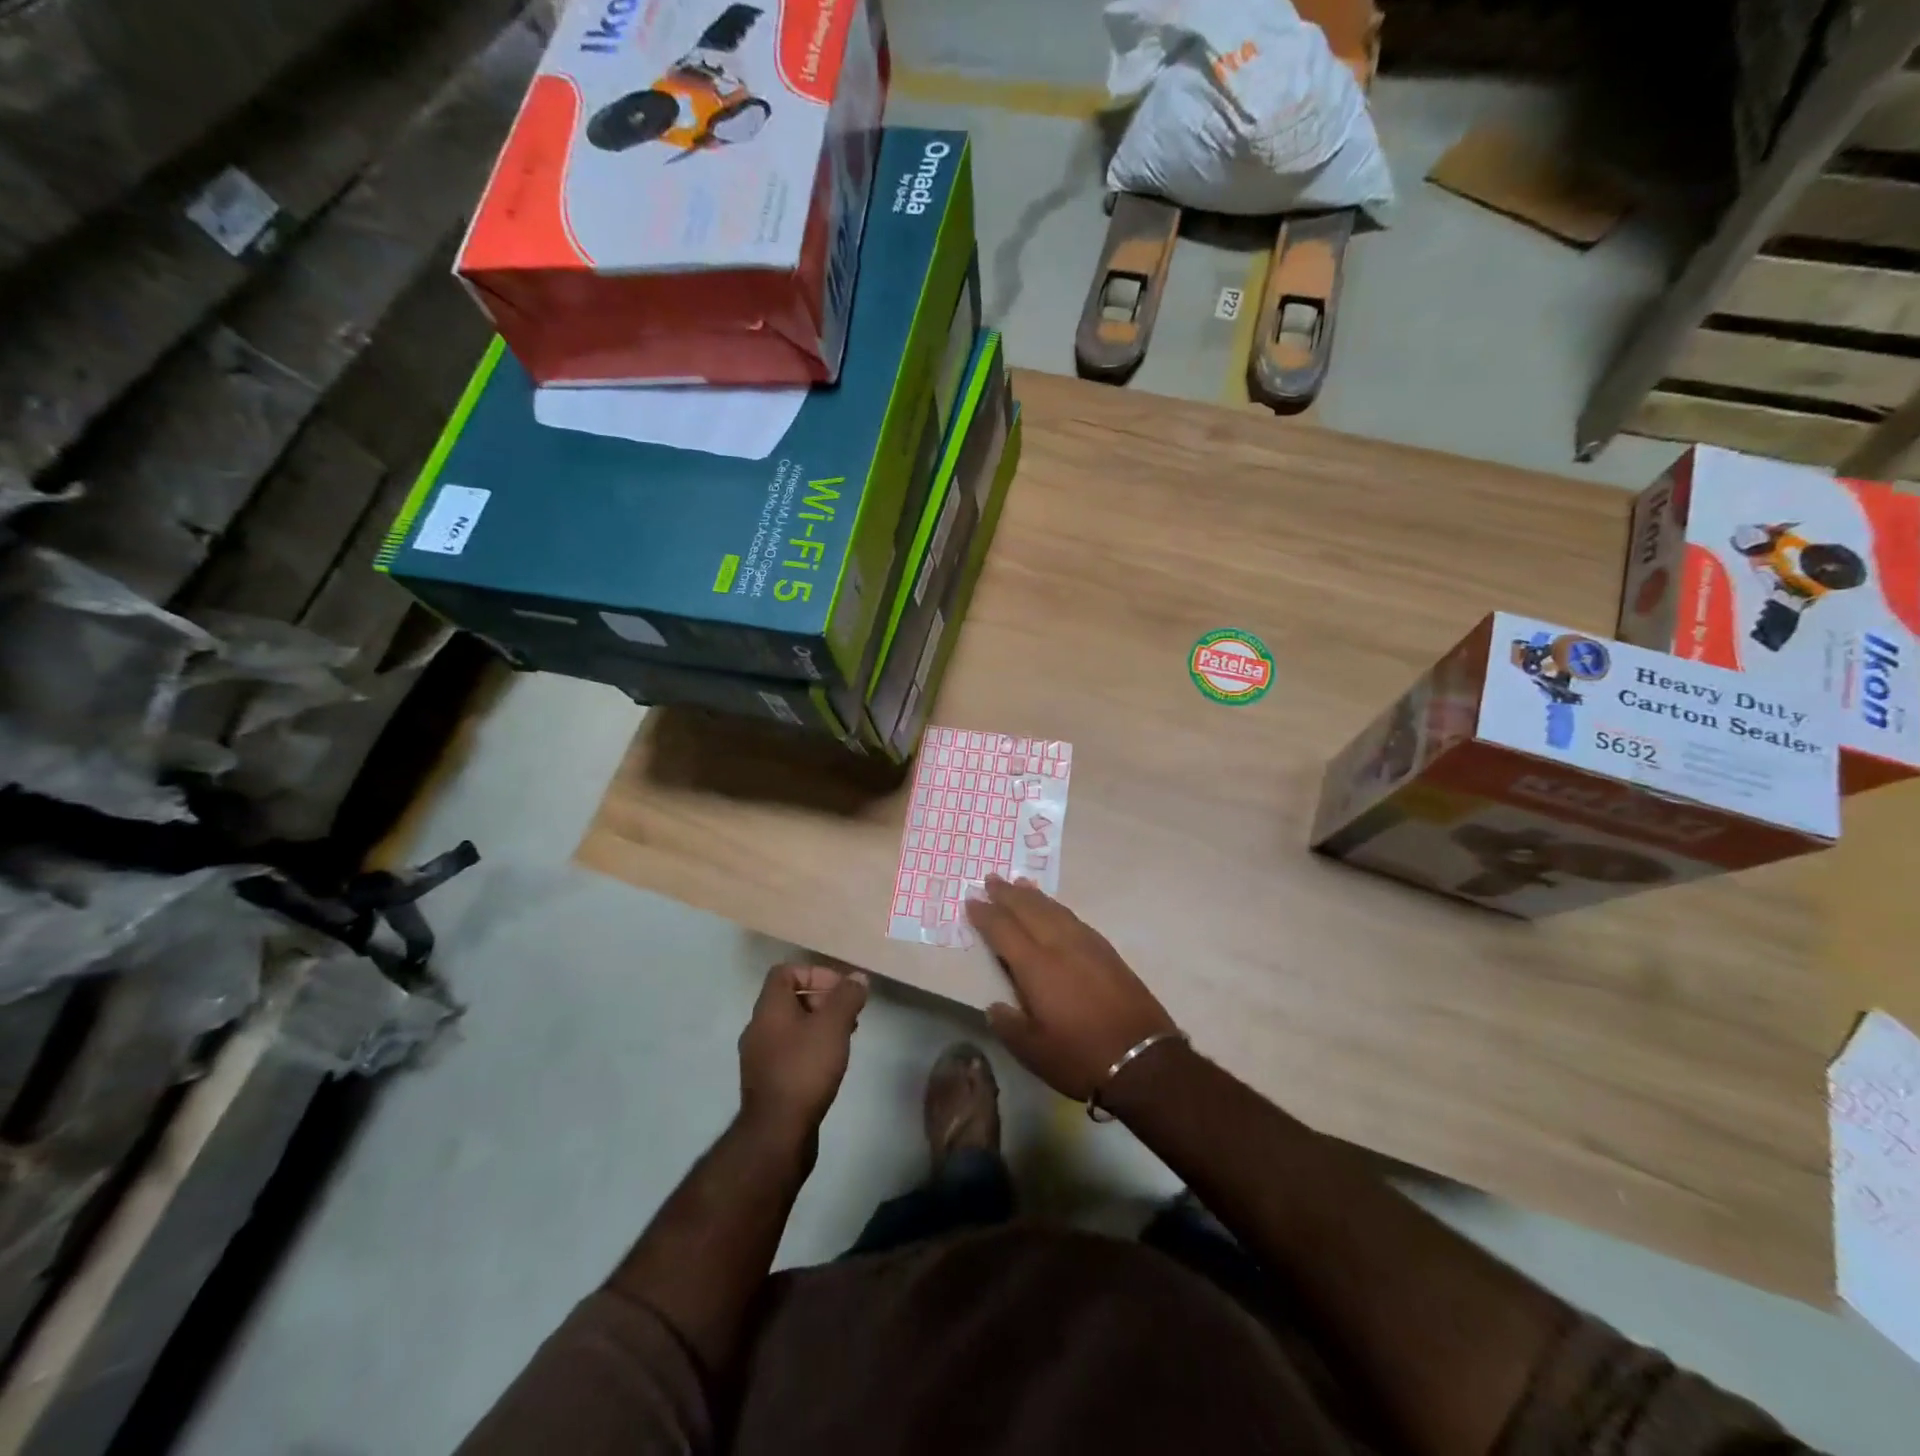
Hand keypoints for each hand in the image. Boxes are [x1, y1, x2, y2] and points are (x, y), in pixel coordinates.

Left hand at [738, 963, 868, 1140]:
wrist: (777, 1133)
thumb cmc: (804, 1069)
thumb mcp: (833, 1026)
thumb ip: (847, 997)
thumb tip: (858, 978)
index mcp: (769, 1009)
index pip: (785, 972)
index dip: (815, 973)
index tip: (841, 989)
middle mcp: (758, 1028)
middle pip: (789, 999)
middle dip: (822, 999)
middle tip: (848, 1013)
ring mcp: (760, 1058)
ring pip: (791, 1027)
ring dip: (819, 1025)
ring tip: (845, 1037)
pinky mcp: (767, 1082)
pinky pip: (790, 1051)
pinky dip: (811, 1048)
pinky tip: (830, 1063)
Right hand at [965, 876, 1178, 1101]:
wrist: (1143, 1059)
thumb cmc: (1081, 1057)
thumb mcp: (1034, 1052)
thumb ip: (1009, 1025)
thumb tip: (995, 1006)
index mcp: (1037, 967)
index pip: (1004, 930)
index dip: (986, 914)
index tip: (971, 900)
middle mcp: (1060, 946)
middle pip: (1029, 910)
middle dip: (1008, 894)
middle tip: (991, 878)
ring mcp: (1087, 945)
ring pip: (1054, 910)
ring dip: (1033, 896)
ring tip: (1019, 883)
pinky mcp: (1107, 952)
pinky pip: (1073, 918)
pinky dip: (1057, 907)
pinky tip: (1054, 909)